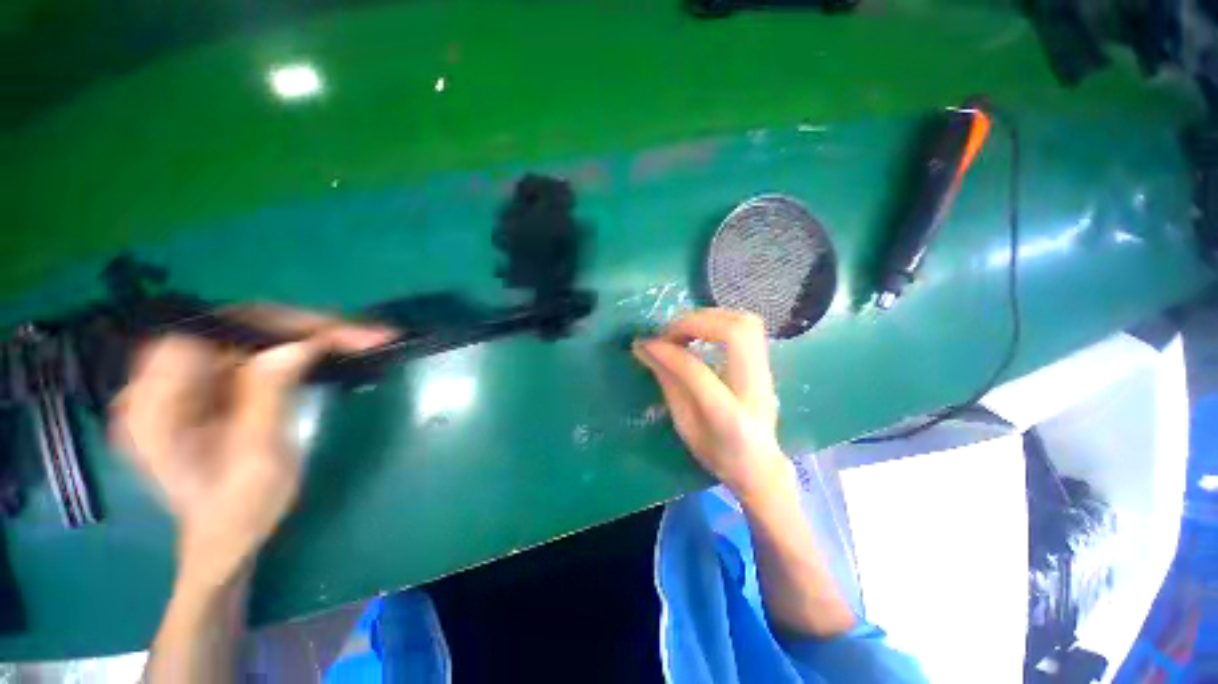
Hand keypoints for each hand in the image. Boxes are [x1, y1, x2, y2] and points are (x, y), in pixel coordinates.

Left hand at [110, 306, 395, 585]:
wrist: (227, 538)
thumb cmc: (239, 513)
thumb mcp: (258, 460)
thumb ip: (268, 398)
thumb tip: (297, 346)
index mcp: (153, 409)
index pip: (204, 336)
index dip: (267, 327)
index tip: (329, 336)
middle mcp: (158, 383)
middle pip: (231, 328)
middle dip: (300, 326)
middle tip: (361, 334)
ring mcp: (184, 380)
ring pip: (250, 333)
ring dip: (306, 332)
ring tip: (359, 337)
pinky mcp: (209, 381)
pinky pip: (256, 348)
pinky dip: (298, 344)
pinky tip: (332, 346)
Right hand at [632, 309, 788, 496]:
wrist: (760, 465)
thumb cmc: (717, 453)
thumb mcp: (685, 425)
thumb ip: (669, 383)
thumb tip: (645, 348)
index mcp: (730, 417)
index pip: (698, 372)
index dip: (668, 353)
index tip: (646, 344)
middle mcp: (755, 388)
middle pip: (736, 333)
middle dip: (695, 323)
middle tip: (669, 333)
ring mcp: (766, 373)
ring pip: (745, 323)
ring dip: (709, 317)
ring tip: (683, 330)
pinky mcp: (765, 363)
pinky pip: (746, 326)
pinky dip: (719, 320)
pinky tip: (700, 332)